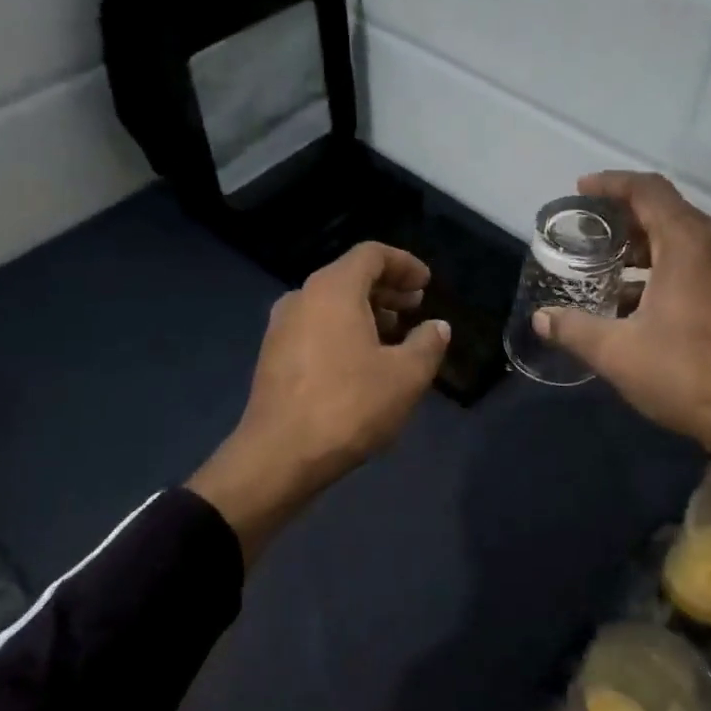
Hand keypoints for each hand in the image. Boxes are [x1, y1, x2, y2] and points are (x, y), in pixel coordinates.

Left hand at [189, 243, 450, 563]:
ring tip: (394, 338)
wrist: (279, 456)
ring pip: (331, 304)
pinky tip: (362, 363)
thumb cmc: (349, 406)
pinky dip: (343, 331)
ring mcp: (281, 327)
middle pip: (349, 276)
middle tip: (415, 307)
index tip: (426, 283)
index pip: (371, 254)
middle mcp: (302, 297)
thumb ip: (428, 343)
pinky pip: (315, 327)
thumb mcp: (406, 376)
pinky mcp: (273, 356)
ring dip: (366, 312)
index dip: (404, 263)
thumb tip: (437, 327)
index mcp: (333, 289)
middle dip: (387, 289)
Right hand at [533, 172, 710, 505]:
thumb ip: (574, 329)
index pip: (648, 190)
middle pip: (667, 210)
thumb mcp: (617, 353)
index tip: (580, 191)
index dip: (611, 184)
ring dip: (646, 245)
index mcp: (690, 244)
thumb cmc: (686, 374)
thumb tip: (541, 319)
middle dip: (624, 217)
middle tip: (588, 232)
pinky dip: (668, 264)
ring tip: (608, 265)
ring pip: (685, 237)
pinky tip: (640, 297)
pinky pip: (701, 259)